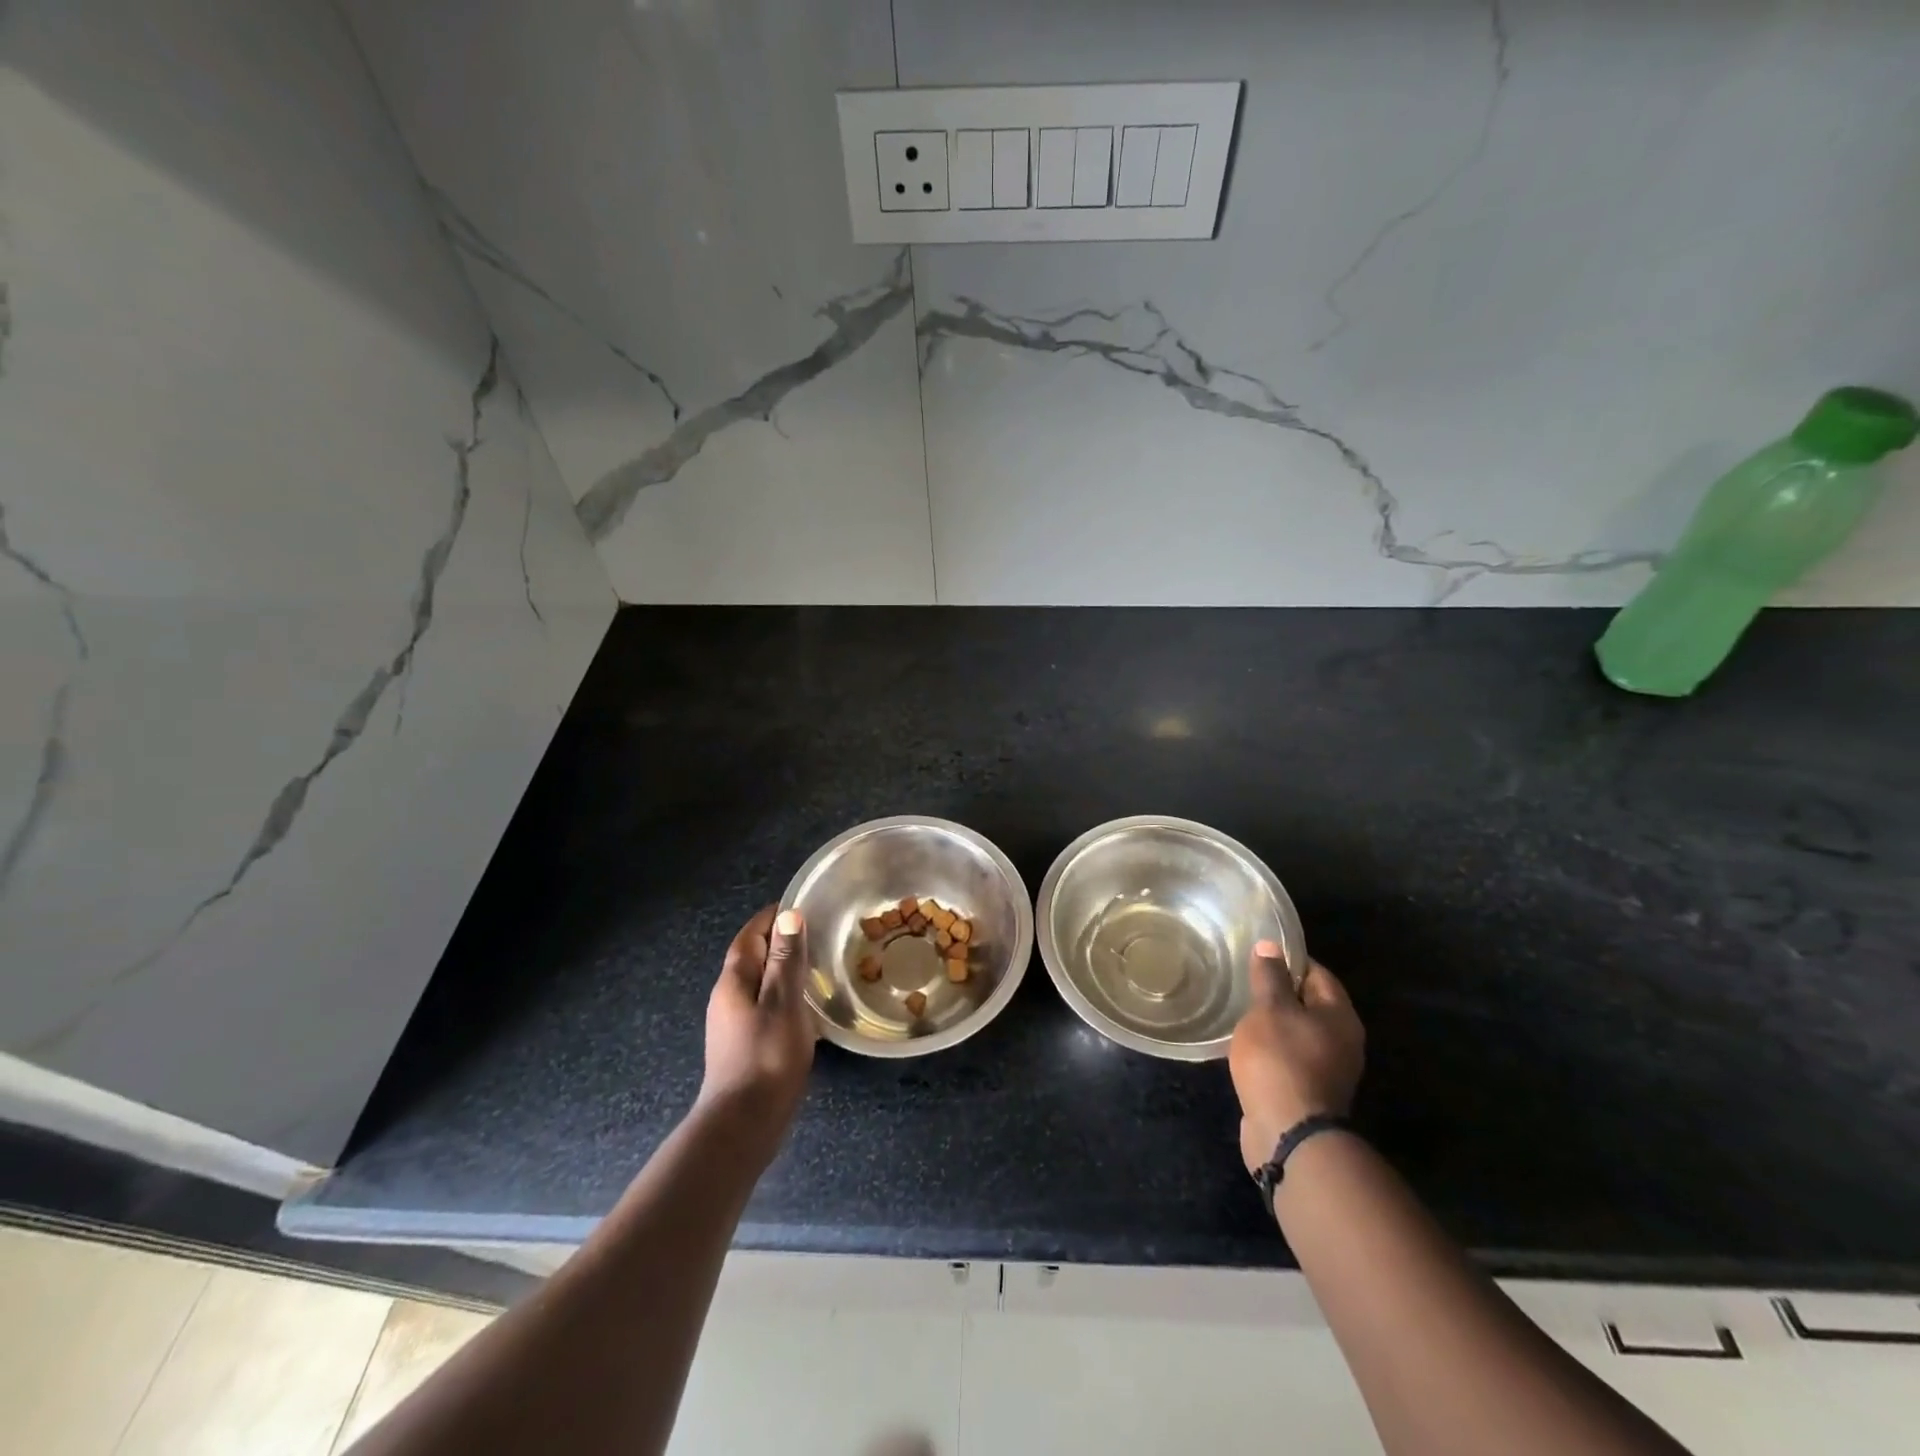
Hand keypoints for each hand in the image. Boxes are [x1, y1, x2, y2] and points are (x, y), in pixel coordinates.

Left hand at [699, 907, 816, 1156]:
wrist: (743, 1124)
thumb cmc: (766, 1057)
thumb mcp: (783, 1002)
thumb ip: (786, 959)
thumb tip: (789, 916)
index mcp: (734, 980)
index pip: (751, 934)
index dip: (773, 917)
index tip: (801, 905)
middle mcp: (728, 996)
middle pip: (753, 956)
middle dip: (780, 941)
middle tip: (818, 934)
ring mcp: (733, 1023)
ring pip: (760, 983)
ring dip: (783, 970)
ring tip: (818, 967)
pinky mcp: (744, 1044)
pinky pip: (765, 1006)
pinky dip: (785, 996)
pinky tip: (808, 1009)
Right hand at [1229, 943, 1364, 1173]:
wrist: (1288, 1134)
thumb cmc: (1280, 1060)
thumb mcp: (1269, 1009)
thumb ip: (1269, 977)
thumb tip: (1270, 946)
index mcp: (1340, 1016)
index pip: (1317, 973)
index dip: (1289, 960)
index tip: (1258, 956)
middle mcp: (1343, 1041)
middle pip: (1311, 1004)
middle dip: (1280, 992)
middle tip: (1245, 982)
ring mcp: (1329, 1070)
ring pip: (1299, 1032)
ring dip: (1275, 1023)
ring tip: (1241, 1012)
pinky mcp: (1311, 1092)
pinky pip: (1291, 1057)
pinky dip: (1273, 1048)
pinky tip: (1248, 1046)